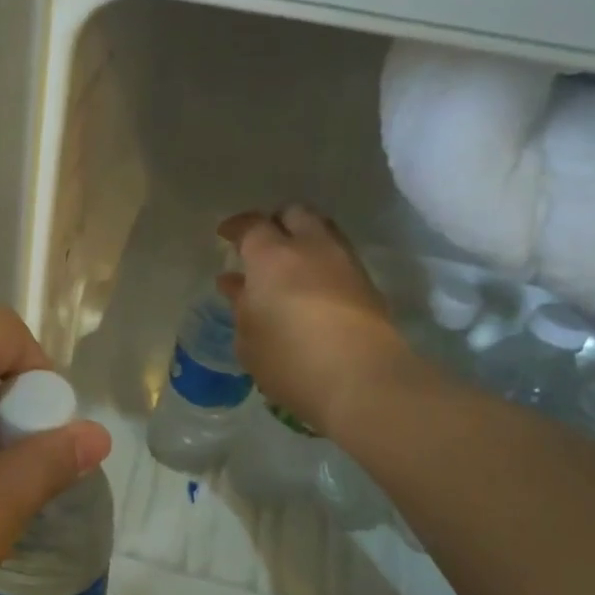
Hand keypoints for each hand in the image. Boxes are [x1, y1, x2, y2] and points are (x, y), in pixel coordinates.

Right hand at [218, 206, 415, 435]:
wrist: (363, 380)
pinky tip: (311, 288)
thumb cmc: (290, 359)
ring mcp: (345, 263)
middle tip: (262, 246)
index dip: (236, 227)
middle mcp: (311, 247)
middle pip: (294, 214)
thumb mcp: (248, 339)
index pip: (251, 225)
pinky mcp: (368, 285)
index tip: (225, 235)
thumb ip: (241, 305)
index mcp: (272, 256)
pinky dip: (322, 264)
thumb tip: (236, 284)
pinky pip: (339, 258)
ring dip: (304, 241)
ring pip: (323, 232)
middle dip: (276, 223)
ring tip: (288, 267)